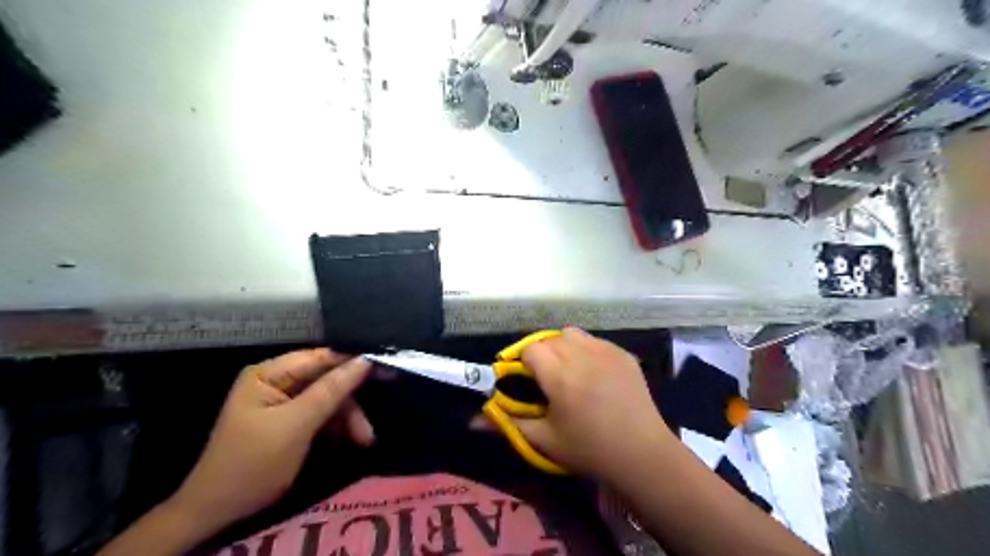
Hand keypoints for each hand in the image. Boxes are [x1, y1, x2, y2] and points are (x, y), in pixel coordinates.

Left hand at [169, 349, 369, 536]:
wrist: (220, 512)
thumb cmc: (253, 463)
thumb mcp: (296, 425)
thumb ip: (332, 390)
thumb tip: (366, 360)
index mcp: (270, 373)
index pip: (321, 357)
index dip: (353, 362)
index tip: (386, 368)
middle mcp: (278, 381)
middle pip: (328, 379)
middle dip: (351, 400)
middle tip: (374, 415)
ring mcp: (285, 401)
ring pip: (330, 398)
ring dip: (349, 417)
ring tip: (365, 439)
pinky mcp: (292, 420)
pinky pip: (324, 413)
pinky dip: (339, 426)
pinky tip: (352, 439)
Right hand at [511, 328, 672, 479]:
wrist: (641, 453)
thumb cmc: (588, 449)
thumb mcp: (544, 439)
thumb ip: (508, 422)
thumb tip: (473, 419)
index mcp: (559, 375)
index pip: (530, 349)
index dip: (523, 361)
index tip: (524, 378)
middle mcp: (581, 355)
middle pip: (550, 338)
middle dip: (542, 353)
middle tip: (545, 377)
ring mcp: (605, 351)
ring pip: (572, 334)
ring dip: (563, 346)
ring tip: (568, 369)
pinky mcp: (623, 354)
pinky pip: (596, 341)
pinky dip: (587, 350)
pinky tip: (593, 372)